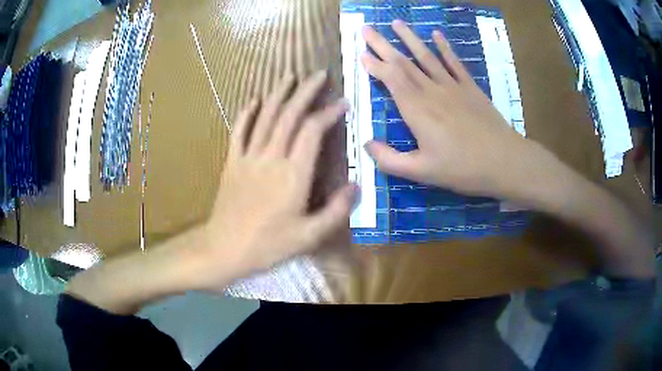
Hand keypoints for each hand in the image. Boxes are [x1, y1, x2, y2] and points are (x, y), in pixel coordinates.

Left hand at [201, 71, 356, 282]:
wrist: (225, 249)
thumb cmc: (268, 245)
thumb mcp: (309, 236)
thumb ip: (336, 210)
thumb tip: (357, 185)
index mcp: (294, 175)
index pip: (313, 132)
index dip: (328, 113)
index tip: (342, 103)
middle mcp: (271, 158)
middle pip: (290, 116)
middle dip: (306, 92)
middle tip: (318, 74)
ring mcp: (248, 157)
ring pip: (266, 117)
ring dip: (279, 94)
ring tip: (290, 75)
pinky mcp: (232, 162)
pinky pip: (239, 131)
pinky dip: (247, 113)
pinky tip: (254, 99)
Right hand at [361, 20, 538, 198]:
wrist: (504, 161)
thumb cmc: (462, 168)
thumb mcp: (421, 172)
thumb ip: (390, 159)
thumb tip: (366, 144)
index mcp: (417, 110)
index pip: (390, 79)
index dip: (375, 64)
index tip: (361, 52)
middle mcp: (431, 91)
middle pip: (403, 62)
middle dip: (383, 44)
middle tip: (367, 28)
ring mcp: (452, 86)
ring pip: (426, 56)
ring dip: (410, 38)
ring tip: (396, 22)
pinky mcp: (470, 88)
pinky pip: (454, 63)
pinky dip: (444, 47)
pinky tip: (436, 34)